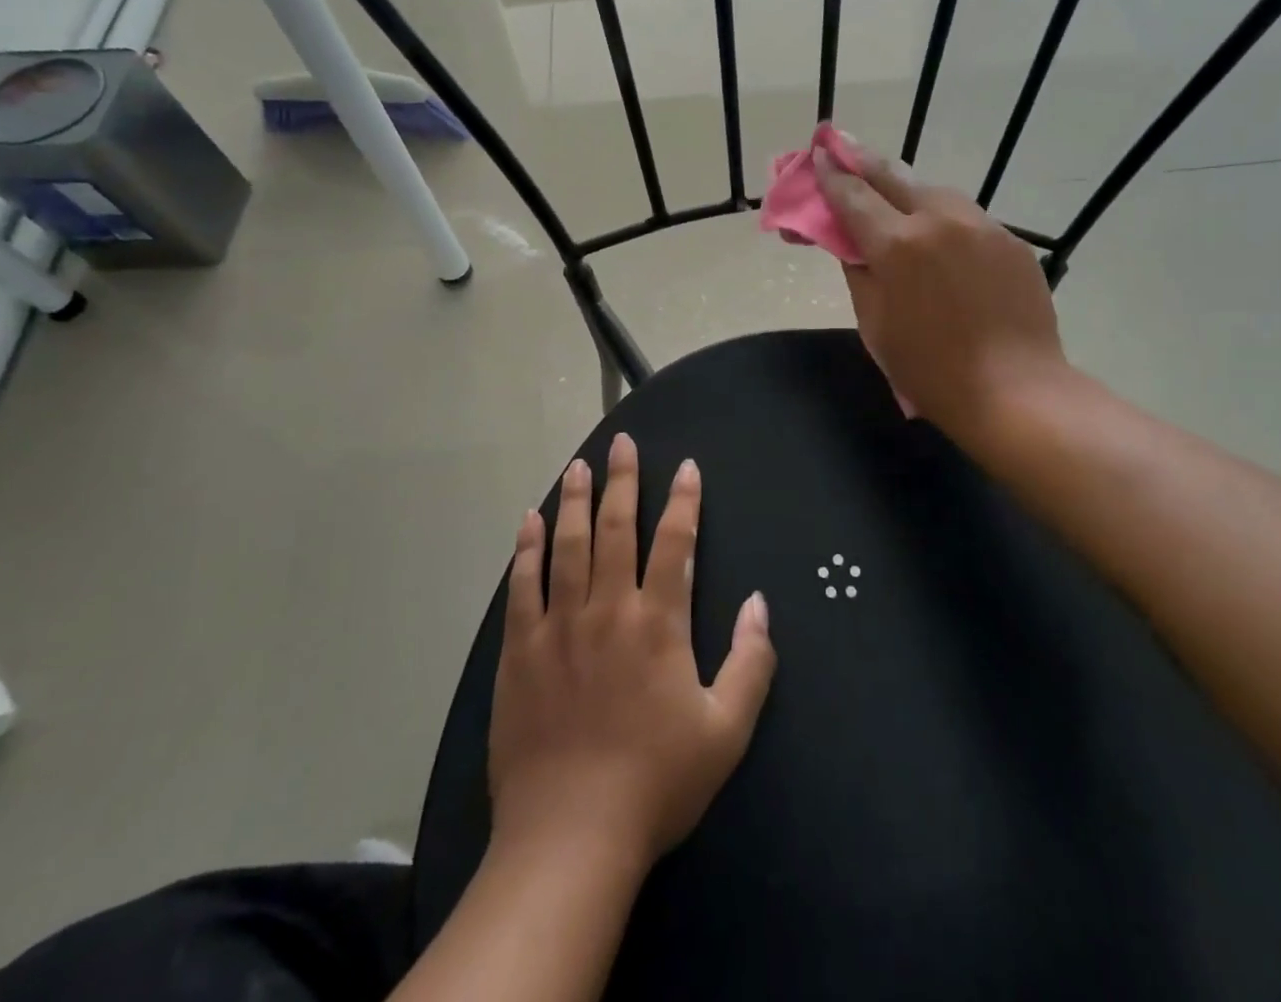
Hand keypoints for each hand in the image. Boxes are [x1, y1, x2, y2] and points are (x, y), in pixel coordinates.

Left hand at [489, 433, 775, 871]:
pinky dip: (526, 549)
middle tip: (622, 443)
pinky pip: (523, 585)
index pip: (675, 543)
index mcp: (658, 623)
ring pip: (567, 546)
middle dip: (623, 482)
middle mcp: (608, 609)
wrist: (570, 837)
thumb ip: (751, 662)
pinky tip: (528, 521)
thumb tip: (760, 602)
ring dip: (574, 501)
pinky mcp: (520, 651)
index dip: (683, 501)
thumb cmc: (656, 782)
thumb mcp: (726, 730)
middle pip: (617, 529)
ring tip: (577, 466)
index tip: (685, 466)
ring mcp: (558, 626)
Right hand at [812, 137, 1067, 447]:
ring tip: (893, 195)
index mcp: (898, 244)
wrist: (1016, 390)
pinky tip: (940, 239)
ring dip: (906, 190)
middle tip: (843, 145)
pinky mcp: (1010, 241)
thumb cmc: (930, 368)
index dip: (831, 175)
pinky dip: (943, 220)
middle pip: (893, 176)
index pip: (853, 196)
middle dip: (863, 160)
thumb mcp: (875, 323)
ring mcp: (982, 226)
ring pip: (934, 193)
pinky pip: (966, 219)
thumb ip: (859, 271)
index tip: (818, 155)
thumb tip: (854, 243)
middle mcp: (940, 220)